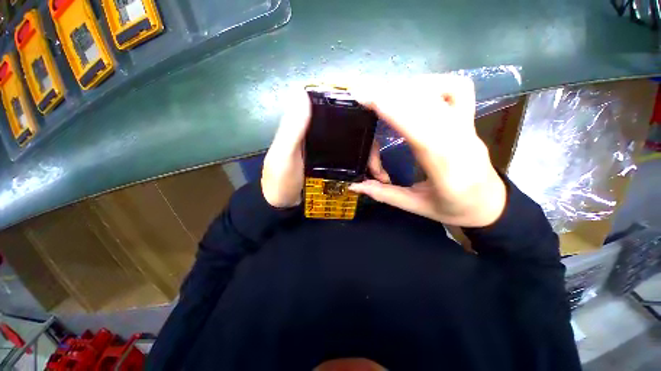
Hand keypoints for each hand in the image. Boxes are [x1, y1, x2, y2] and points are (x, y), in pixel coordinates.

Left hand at [261, 91, 389, 207]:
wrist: (283, 207)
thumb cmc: (281, 180)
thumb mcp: (284, 155)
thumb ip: (292, 128)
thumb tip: (303, 92)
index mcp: (308, 129)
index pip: (335, 113)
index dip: (355, 114)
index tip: (374, 123)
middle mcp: (321, 137)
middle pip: (350, 133)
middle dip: (367, 144)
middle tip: (377, 163)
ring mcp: (328, 153)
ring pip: (354, 148)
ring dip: (368, 158)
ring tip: (380, 174)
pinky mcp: (332, 167)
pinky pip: (351, 163)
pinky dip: (362, 168)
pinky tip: (372, 176)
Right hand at [350, 75, 505, 226]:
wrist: (490, 203)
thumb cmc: (453, 209)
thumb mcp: (416, 207)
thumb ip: (384, 194)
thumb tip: (354, 185)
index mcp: (447, 172)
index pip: (420, 134)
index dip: (395, 113)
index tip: (368, 99)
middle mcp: (461, 143)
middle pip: (427, 108)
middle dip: (392, 95)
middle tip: (363, 92)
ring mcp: (468, 127)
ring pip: (440, 94)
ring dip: (407, 88)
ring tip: (382, 94)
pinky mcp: (469, 119)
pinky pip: (457, 89)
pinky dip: (432, 82)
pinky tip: (414, 91)